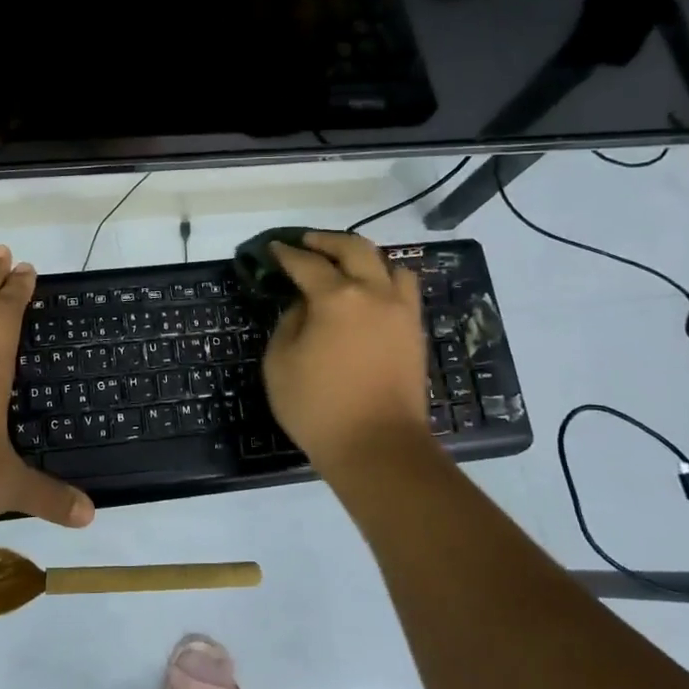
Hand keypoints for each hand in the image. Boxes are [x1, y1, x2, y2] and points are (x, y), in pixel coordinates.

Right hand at [261, 231, 430, 475]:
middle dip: (327, 241)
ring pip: (389, 264)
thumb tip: (305, 305)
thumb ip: (290, 322)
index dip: (286, 254)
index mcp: (337, 298)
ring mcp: (401, 311)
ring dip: (364, 257)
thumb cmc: (318, 407)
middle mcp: (374, 293)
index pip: (307, 264)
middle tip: (307, 243)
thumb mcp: (280, 363)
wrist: (378, 447)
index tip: (273, 248)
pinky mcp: (414, 332)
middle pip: (354, 248)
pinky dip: (385, 280)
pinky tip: (370, 294)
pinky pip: (404, 290)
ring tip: (346, 266)